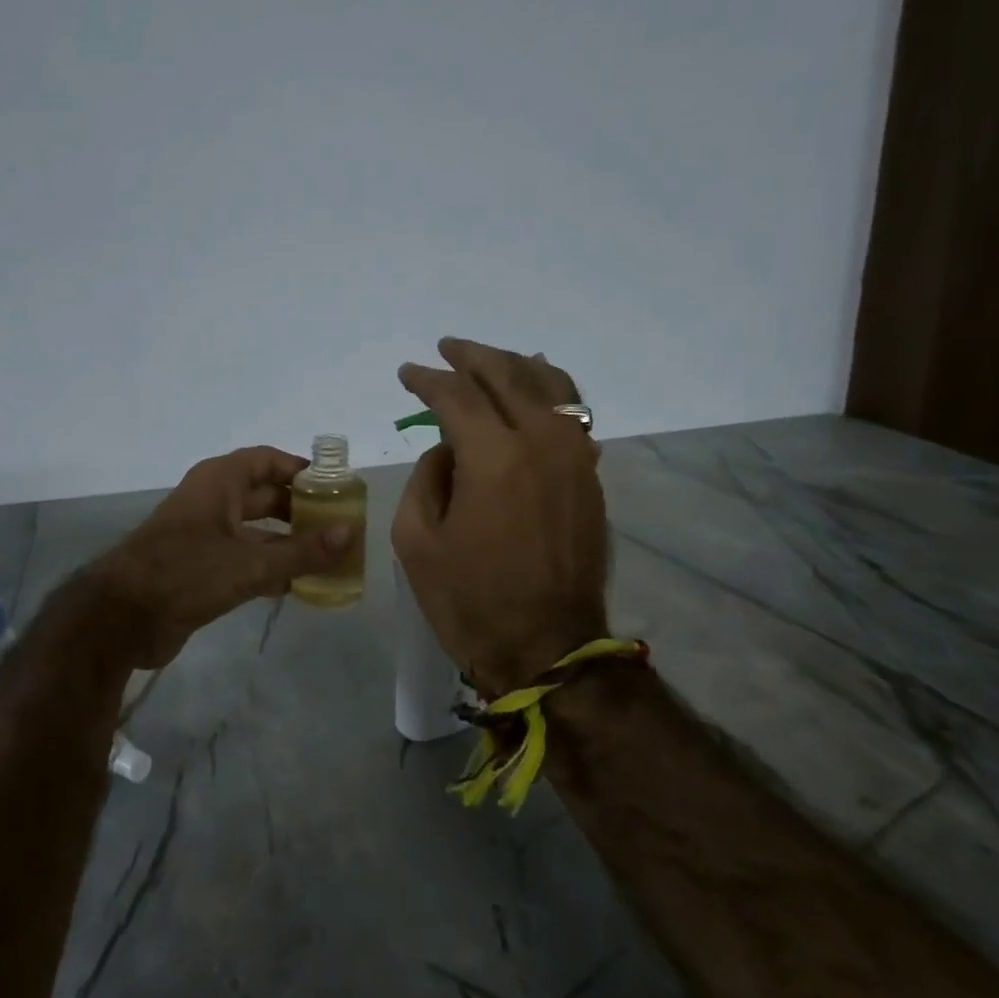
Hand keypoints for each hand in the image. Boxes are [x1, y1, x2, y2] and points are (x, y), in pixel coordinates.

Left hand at [90, 447, 352, 668]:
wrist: (122, 619)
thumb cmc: (185, 573)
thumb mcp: (249, 563)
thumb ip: (302, 551)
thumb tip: (351, 533)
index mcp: (220, 482)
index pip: (268, 461)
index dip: (302, 471)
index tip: (337, 489)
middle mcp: (214, 502)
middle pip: (268, 496)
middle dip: (303, 511)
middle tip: (342, 528)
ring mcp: (206, 536)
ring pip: (259, 532)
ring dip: (291, 544)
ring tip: (331, 559)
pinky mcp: (203, 569)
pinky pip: (247, 560)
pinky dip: (272, 569)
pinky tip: (301, 586)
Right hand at [392, 338, 608, 693]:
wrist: (547, 648)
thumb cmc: (469, 600)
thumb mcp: (416, 541)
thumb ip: (427, 478)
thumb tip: (449, 450)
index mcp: (494, 457)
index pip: (457, 396)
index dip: (427, 380)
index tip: (407, 374)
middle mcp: (542, 443)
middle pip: (507, 375)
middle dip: (471, 357)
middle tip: (445, 349)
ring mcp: (575, 457)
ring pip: (551, 386)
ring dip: (516, 365)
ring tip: (491, 359)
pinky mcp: (590, 477)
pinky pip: (574, 415)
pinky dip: (551, 392)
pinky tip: (537, 389)